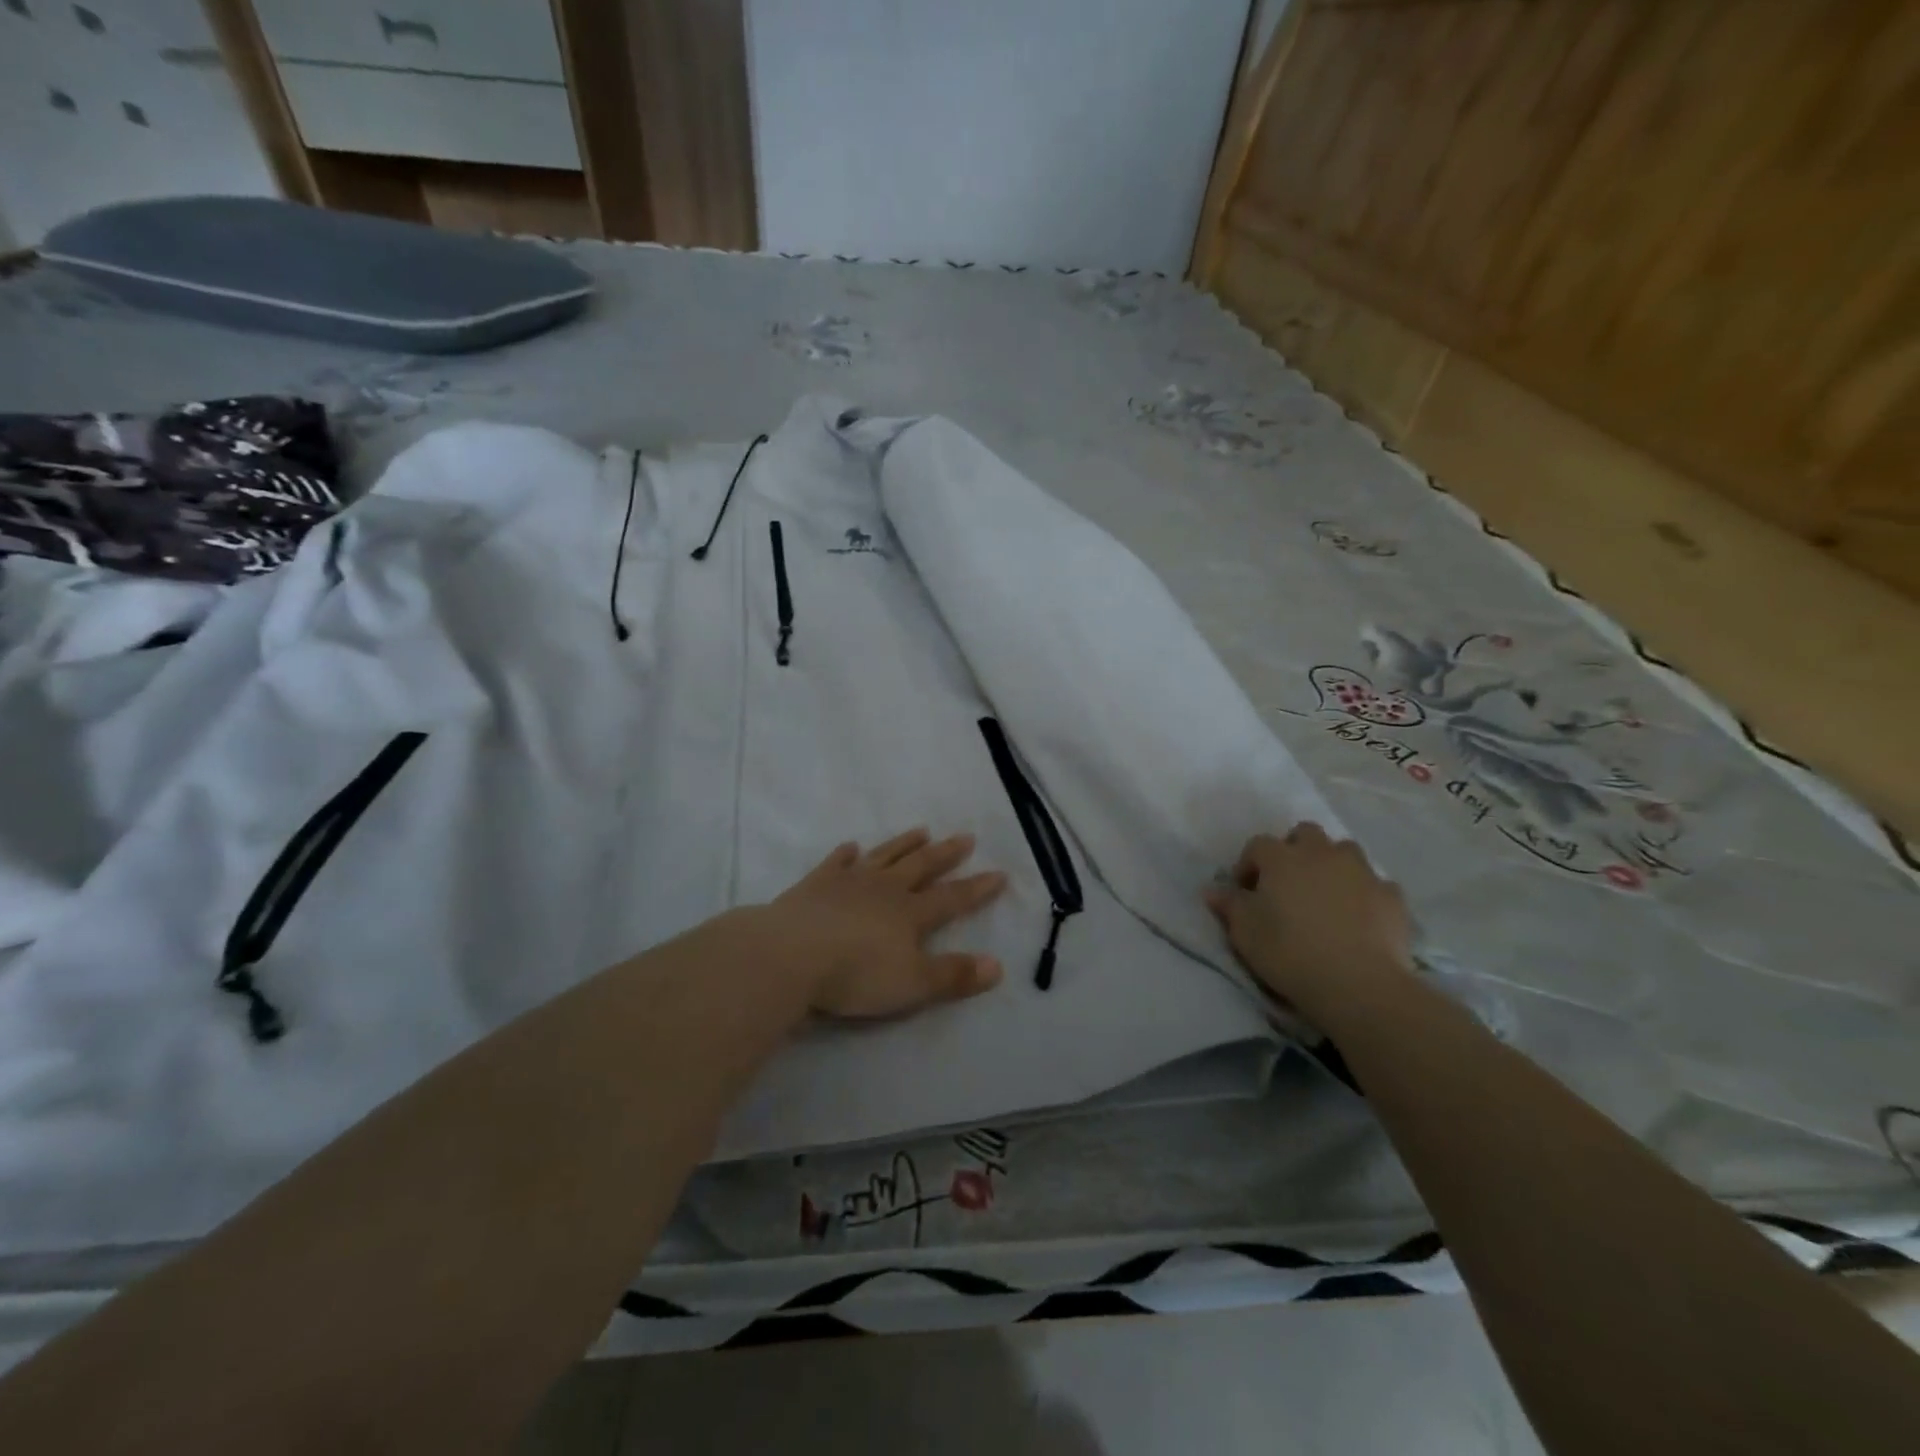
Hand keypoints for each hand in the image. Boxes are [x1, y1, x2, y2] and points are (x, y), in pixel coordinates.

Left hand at [772, 829, 1006, 1017]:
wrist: (790, 955)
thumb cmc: (855, 974)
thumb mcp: (912, 984)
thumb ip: (954, 975)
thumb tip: (998, 966)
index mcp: (910, 913)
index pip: (952, 898)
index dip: (977, 888)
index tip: (999, 873)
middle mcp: (885, 889)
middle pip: (921, 866)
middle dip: (946, 854)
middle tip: (966, 836)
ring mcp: (849, 881)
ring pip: (884, 856)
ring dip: (904, 843)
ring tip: (921, 830)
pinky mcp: (816, 884)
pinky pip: (836, 862)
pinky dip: (846, 854)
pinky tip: (852, 846)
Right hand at [1204, 823, 1413, 1024]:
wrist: (1358, 984)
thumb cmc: (1289, 952)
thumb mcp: (1244, 932)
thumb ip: (1229, 905)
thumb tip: (1212, 890)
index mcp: (1281, 858)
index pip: (1257, 845)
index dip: (1248, 864)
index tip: (1245, 890)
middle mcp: (1321, 854)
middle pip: (1306, 833)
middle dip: (1294, 850)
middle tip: (1287, 882)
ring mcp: (1362, 872)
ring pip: (1344, 851)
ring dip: (1332, 864)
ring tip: (1325, 894)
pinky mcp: (1392, 897)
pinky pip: (1375, 884)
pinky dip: (1364, 893)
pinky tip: (1360, 916)